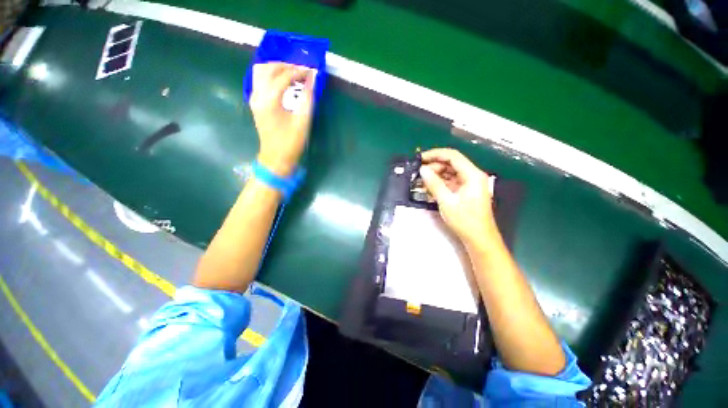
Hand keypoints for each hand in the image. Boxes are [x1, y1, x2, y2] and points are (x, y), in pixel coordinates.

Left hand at [250, 63, 316, 176]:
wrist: (276, 158)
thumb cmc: (291, 142)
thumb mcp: (303, 121)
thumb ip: (308, 98)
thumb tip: (312, 80)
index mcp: (269, 100)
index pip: (283, 77)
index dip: (298, 72)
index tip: (311, 71)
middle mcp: (257, 95)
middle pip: (268, 68)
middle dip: (286, 66)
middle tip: (302, 70)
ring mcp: (254, 98)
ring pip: (260, 72)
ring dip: (276, 68)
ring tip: (292, 73)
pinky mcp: (255, 103)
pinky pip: (259, 80)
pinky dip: (271, 75)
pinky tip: (282, 81)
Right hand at [419, 148, 495, 244]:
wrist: (479, 239)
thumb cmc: (465, 220)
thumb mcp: (446, 201)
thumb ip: (434, 183)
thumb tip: (422, 170)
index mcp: (472, 175)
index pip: (453, 156)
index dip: (435, 154)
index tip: (420, 158)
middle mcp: (472, 176)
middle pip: (451, 164)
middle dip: (434, 166)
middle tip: (418, 173)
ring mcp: (469, 184)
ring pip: (450, 173)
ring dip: (435, 175)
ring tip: (421, 181)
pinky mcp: (465, 191)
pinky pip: (450, 182)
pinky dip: (440, 183)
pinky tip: (429, 187)